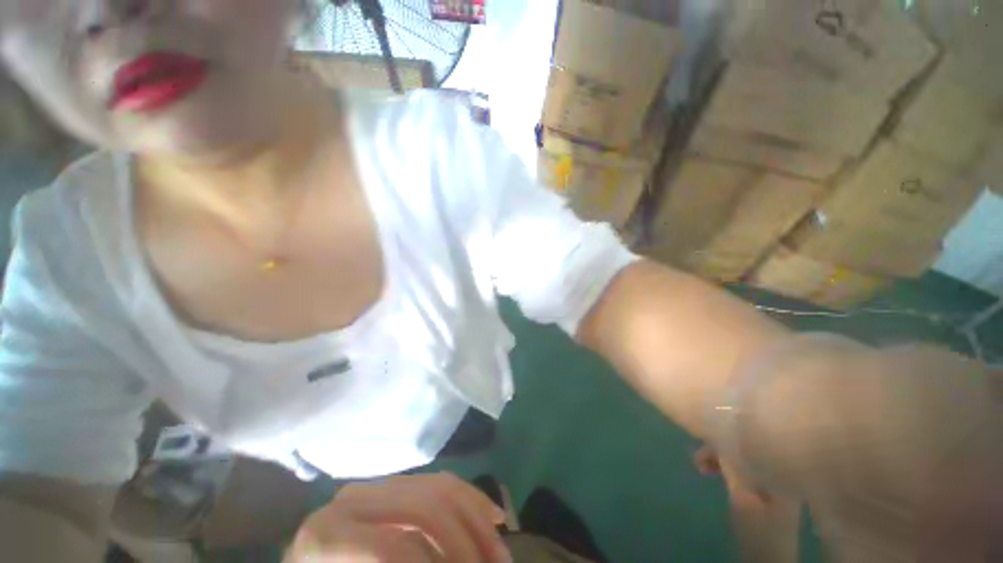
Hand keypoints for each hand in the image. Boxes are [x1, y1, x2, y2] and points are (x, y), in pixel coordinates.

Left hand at [285, 472, 509, 562]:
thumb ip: (407, 559)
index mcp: (328, 537)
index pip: (395, 549)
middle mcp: (353, 499)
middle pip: (426, 507)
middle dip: (468, 540)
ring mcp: (375, 485)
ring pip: (440, 486)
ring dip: (477, 518)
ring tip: (500, 551)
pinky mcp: (393, 484)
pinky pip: (439, 482)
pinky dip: (469, 500)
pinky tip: (492, 516)